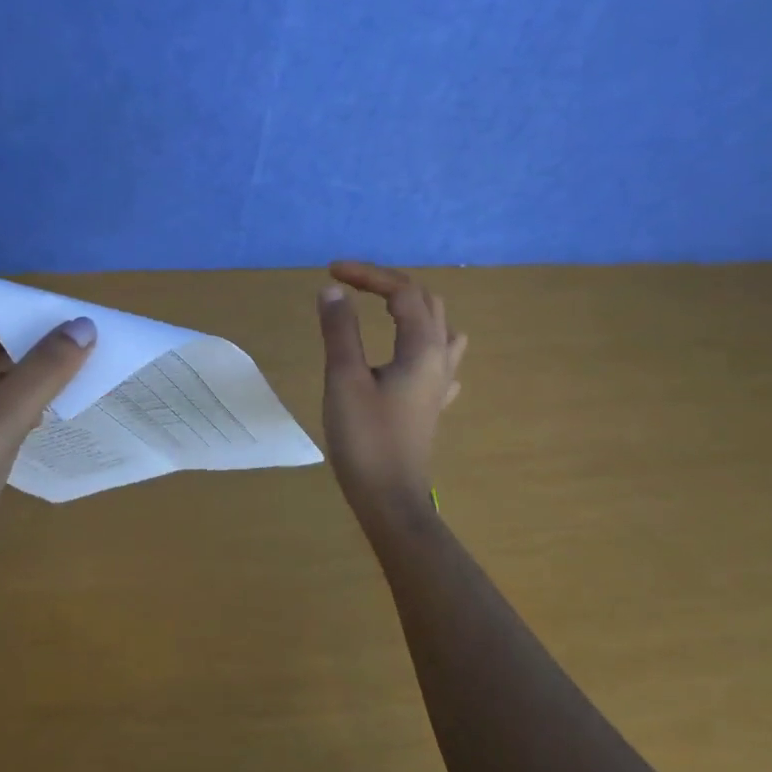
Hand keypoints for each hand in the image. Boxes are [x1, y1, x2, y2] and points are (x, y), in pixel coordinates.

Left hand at [0, 307, 95, 589]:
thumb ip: (41, 374)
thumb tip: (84, 325)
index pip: (0, 312)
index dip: (47, 313)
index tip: (97, 322)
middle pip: (1, 337)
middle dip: (48, 341)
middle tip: (104, 348)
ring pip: (2, 369)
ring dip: (41, 371)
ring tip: (92, 372)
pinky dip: (27, 398)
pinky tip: (57, 408)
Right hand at [316, 260, 466, 518]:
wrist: (390, 498)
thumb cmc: (366, 439)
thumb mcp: (344, 379)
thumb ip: (339, 330)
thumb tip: (333, 290)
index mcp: (421, 348)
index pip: (402, 292)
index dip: (368, 274)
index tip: (332, 272)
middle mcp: (439, 358)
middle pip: (426, 303)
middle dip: (389, 285)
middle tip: (351, 284)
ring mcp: (440, 383)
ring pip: (438, 328)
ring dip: (411, 309)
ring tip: (383, 308)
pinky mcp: (431, 403)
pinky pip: (439, 360)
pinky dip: (420, 341)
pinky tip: (407, 355)